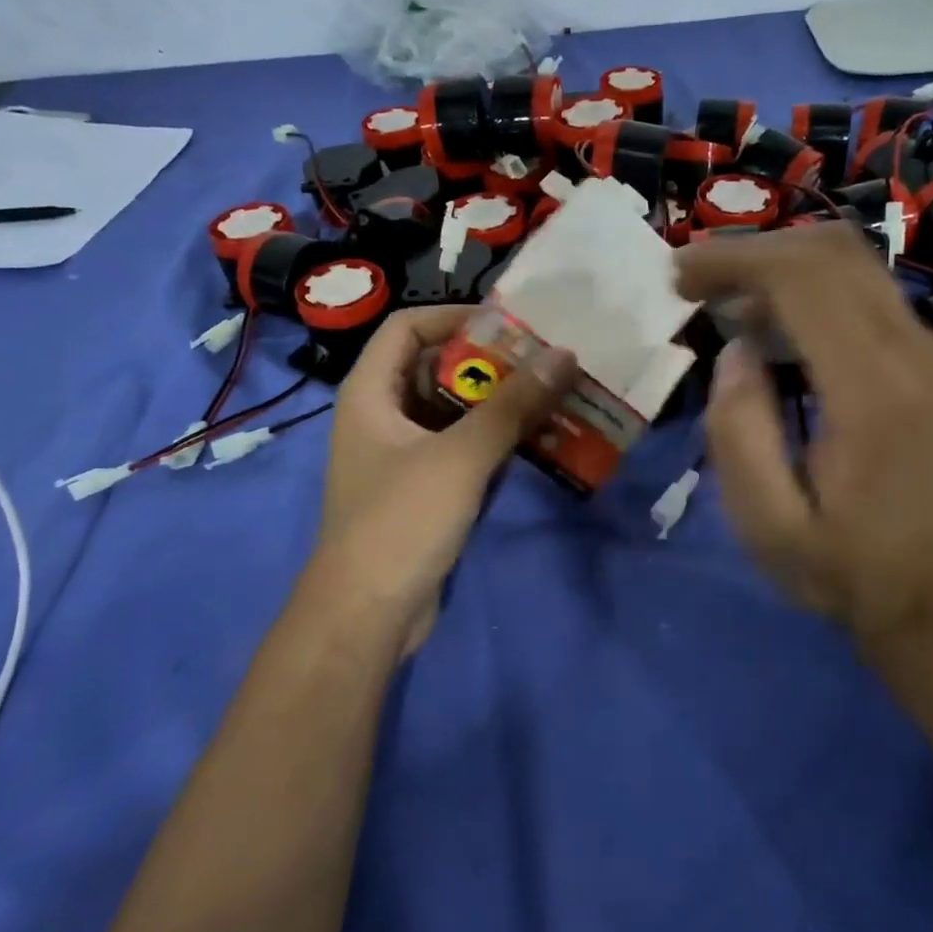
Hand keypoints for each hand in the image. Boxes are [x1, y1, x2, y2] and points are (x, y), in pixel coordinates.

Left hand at [314, 307, 575, 656]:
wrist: (368, 615)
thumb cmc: (401, 522)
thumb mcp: (461, 456)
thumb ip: (513, 404)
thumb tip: (564, 354)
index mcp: (370, 392)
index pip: (408, 326)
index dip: (456, 316)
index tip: (512, 324)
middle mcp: (382, 415)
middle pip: (435, 367)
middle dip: (490, 363)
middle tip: (545, 360)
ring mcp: (402, 455)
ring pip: (454, 411)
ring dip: (499, 404)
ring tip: (553, 396)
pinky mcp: (422, 489)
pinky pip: (461, 448)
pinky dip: (495, 440)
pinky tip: (538, 442)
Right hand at [676, 224, 932, 645]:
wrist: (920, 587)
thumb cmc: (837, 564)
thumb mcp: (766, 525)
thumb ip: (740, 434)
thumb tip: (736, 350)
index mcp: (870, 392)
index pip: (804, 279)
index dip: (734, 260)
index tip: (677, 276)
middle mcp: (908, 350)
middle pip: (828, 251)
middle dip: (749, 250)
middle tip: (689, 280)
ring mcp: (923, 345)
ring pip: (846, 257)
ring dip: (775, 260)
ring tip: (717, 295)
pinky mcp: (919, 351)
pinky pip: (858, 283)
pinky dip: (802, 280)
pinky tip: (763, 317)